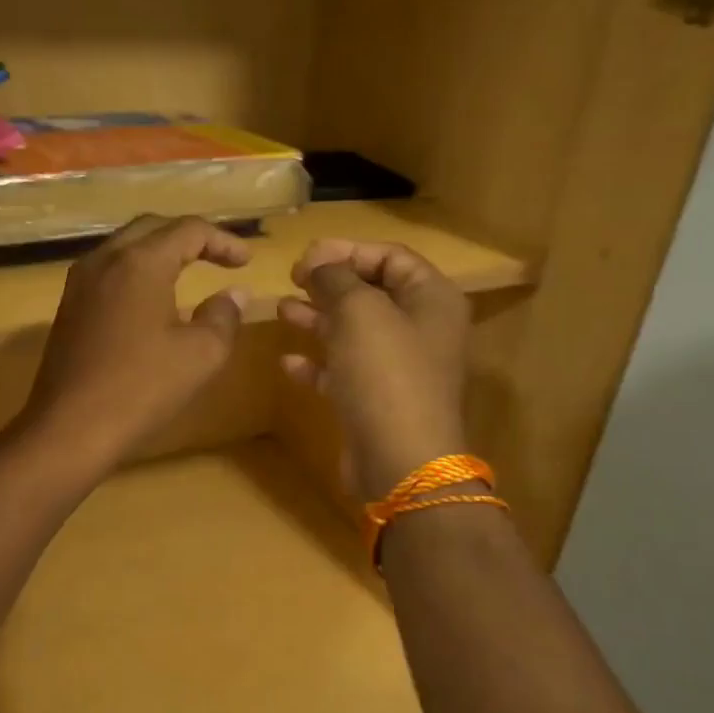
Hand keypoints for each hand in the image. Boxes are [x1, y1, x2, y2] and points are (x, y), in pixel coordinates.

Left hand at [20, 215, 250, 474]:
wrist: (70, 429)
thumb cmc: (142, 388)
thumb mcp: (201, 354)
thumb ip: (223, 316)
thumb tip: (234, 295)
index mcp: (140, 262)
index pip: (189, 230)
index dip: (224, 241)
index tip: (247, 262)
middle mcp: (104, 260)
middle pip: (152, 228)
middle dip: (189, 238)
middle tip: (218, 258)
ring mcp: (79, 284)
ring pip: (125, 248)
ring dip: (159, 253)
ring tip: (187, 273)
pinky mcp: (68, 309)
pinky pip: (108, 273)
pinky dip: (137, 274)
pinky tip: (151, 301)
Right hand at [278, 240, 471, 499]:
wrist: (400, 461)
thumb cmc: (385, 375)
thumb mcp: (358, 313)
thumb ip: (336, 278)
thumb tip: (320, 262)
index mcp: (431, 299)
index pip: (391, 257)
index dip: (347, 251)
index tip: (304, 257)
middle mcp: (421, 330)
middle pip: (372, 293)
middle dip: (330, 284)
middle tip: (292, 279)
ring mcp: (400, 369)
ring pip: (355, 332)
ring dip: (318, 318)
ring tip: (281, 309)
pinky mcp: (377, 401)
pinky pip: (345, 371)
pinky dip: (318, 363)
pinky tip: (288, 362)